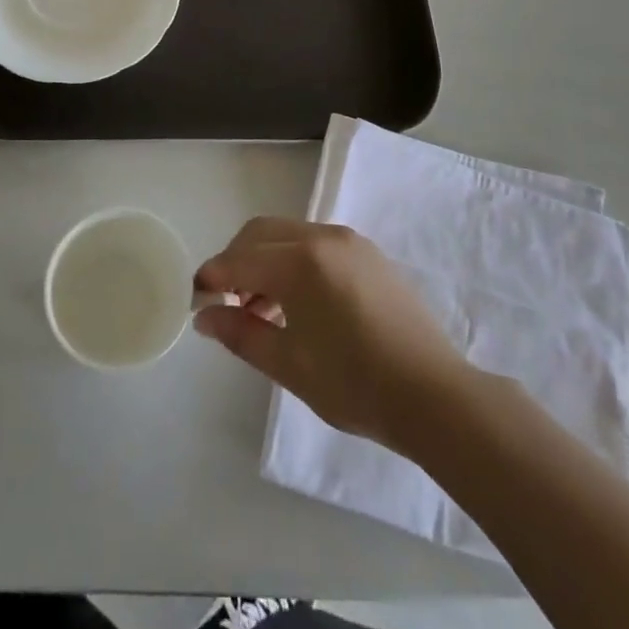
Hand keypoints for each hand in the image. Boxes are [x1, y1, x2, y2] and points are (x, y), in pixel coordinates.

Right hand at [192, 218, 472, 454]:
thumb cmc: (355, 385)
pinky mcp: (368, 253)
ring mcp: (349, 241)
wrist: (434, 395)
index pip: (240, 259)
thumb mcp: (289, 365)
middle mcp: (323, 236)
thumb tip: (205, 317)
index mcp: (300, 261)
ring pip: (288, 234)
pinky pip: (315, 243)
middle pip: (261, 234)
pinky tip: (297, 303)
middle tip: (227, 304)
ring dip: (265, 261)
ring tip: (262, 310)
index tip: (195, 299)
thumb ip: (241, 334)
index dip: (212, 277)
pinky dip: (293, 261)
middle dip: (236, 261)